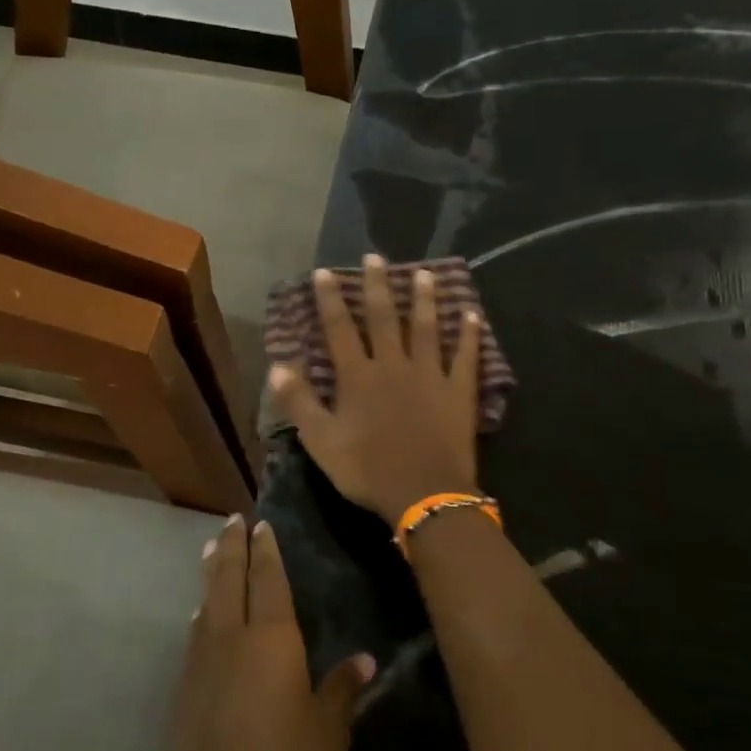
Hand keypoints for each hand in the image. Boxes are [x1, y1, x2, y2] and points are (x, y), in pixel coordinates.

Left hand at [154, 515, 375, 750]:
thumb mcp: (327, 732)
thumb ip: (342, 689)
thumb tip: (366, 660)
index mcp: (271, 638)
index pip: (268, 579)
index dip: (266, 549)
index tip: (261, 523)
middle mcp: (232, 637)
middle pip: (229, 579)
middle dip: (232, 546)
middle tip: (232, 520)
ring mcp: (202, 662)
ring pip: (207, 602)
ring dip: (212, 573)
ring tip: (213, 551)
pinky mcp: (184, 689)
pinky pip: (196, 632)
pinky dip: (202, 611)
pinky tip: (201, 616)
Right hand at [269, 254, 482, 520]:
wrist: (424, 494)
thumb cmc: (368, 470)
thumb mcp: (321, 442)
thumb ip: (299, 402)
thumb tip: (278, 366)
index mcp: (358, 377)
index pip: (340, 329)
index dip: (330, 300)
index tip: (325, 272)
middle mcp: (394, 365)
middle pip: (385, 318)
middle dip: (377, 286)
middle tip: (376, 257)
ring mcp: (430, 375)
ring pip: (427, 328)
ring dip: (425, 299)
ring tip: (425, 273)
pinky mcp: (459, 391)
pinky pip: (466, 356)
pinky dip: (469, 334)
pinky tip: (472, 314)